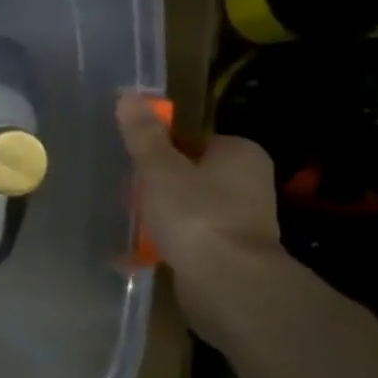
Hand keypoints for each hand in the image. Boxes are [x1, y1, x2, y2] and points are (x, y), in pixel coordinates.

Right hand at [116, 91, 280, 271]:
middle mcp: (249, 182)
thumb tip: (128, 94)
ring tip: (133, 225)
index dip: (159, 151)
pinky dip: (168, 242)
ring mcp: (243, 219)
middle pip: (189, 174)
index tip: (134, 167)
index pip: (191, 140)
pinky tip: (142, 253)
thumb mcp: (159, 169)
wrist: (227, 282)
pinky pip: (191, 237)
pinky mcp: (231, 252)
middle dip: (158, 186)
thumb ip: (144, 135)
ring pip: (189, 207)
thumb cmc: (195, 215)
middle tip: (129, 197)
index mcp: (240, 153)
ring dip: (162, 216)